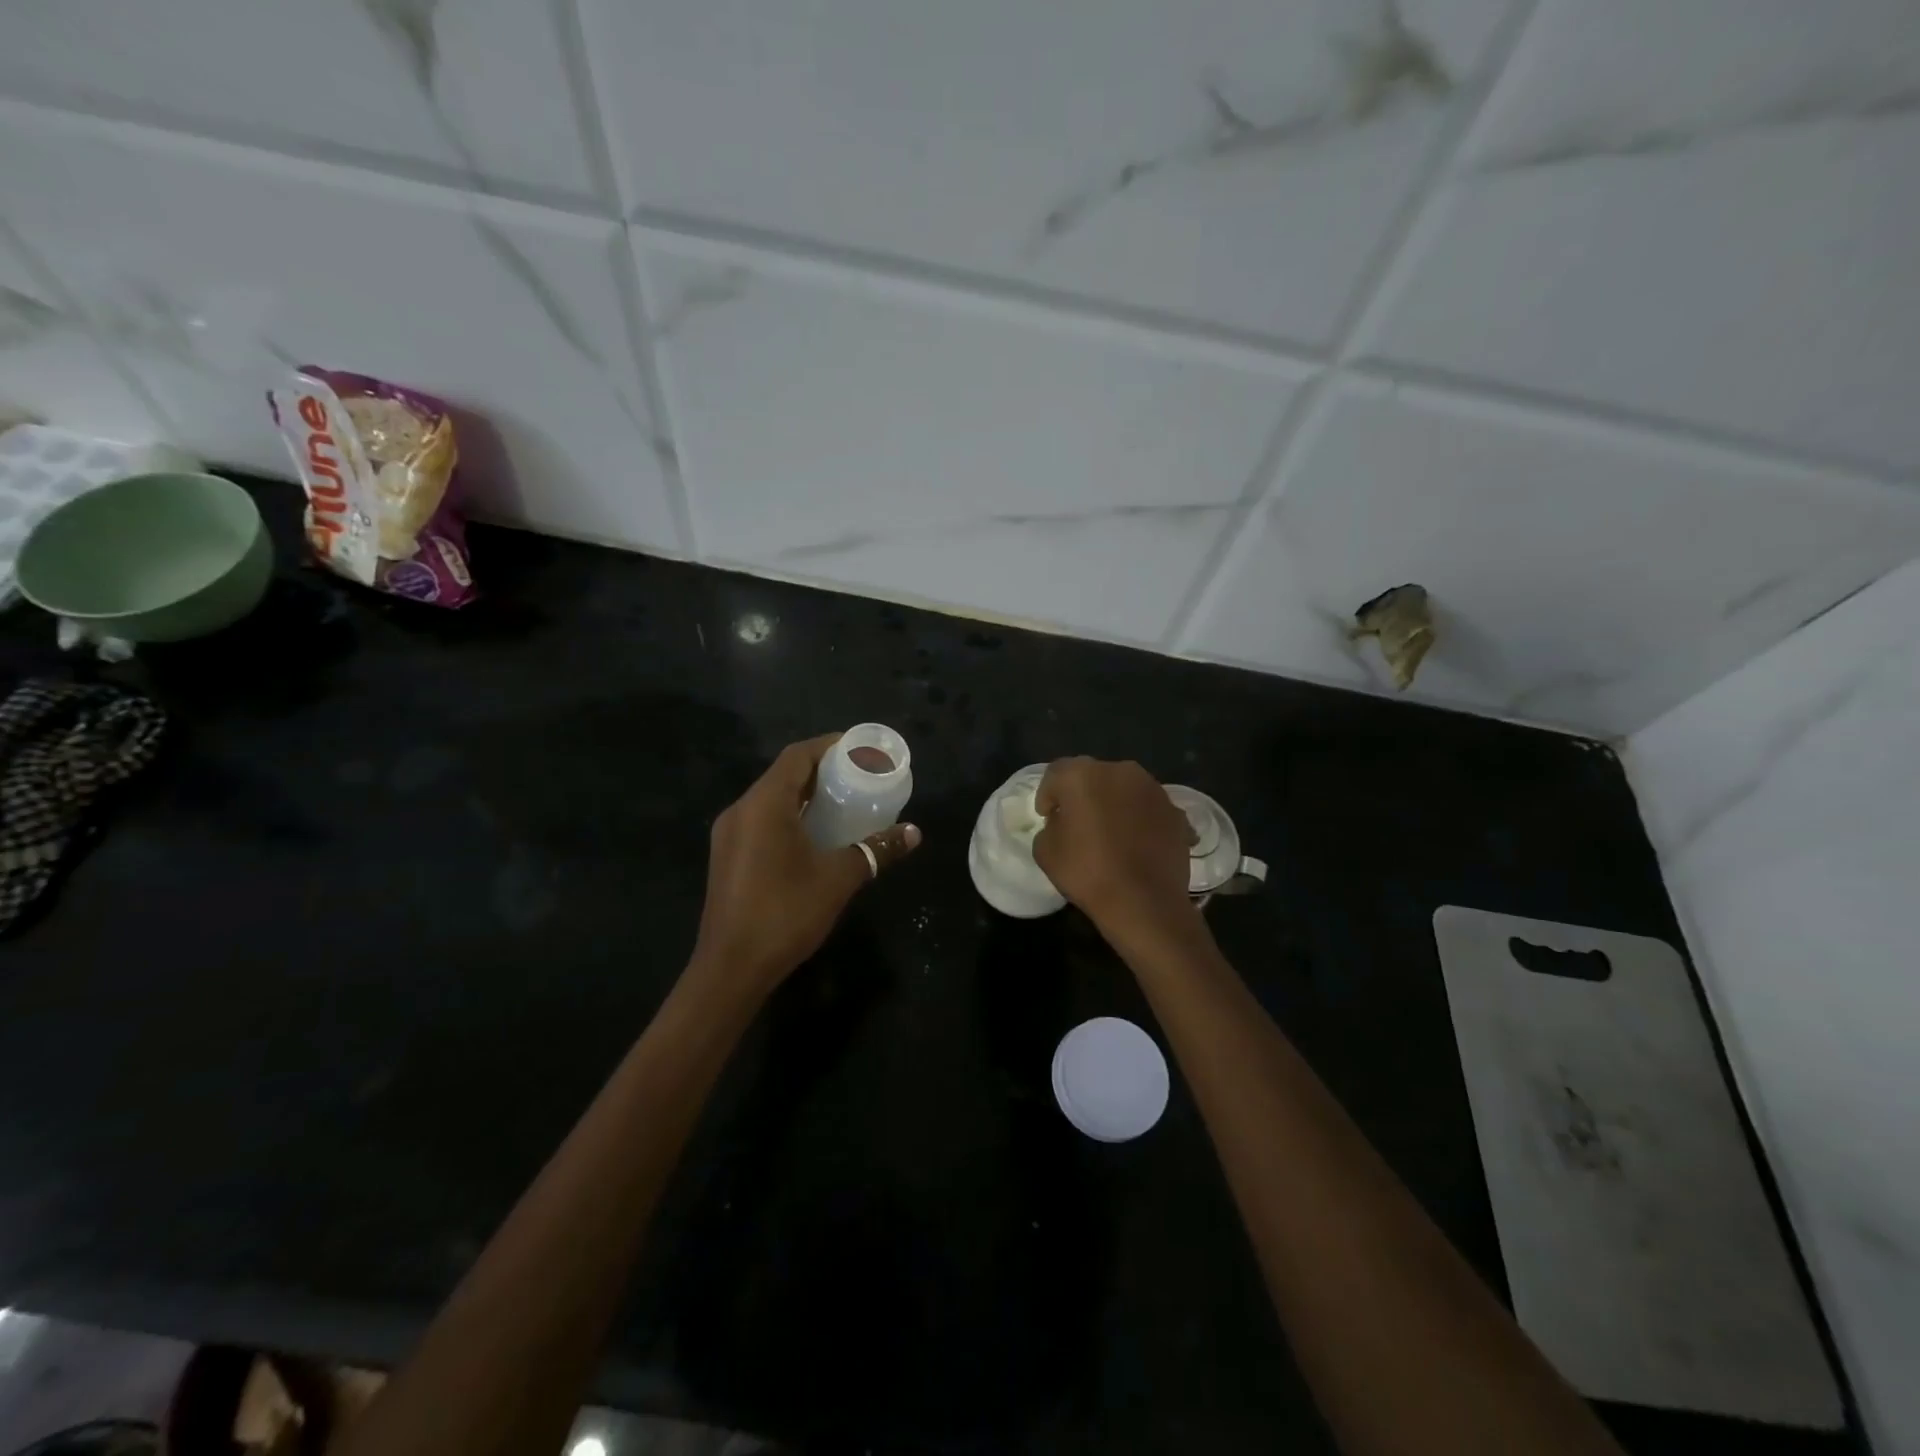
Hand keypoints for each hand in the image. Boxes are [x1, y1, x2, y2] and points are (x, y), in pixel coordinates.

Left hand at [693, 734, 920, 995]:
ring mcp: (729, 835)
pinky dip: (790, 816)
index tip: (860, 749)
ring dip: (805, 795)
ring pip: (771, 799)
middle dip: (821, 770)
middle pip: (783, 775)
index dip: (829, 746)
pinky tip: (815, 835)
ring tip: (842, 802)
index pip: (797, 756)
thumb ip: (876, 850)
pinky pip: (761, 821)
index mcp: (764, 804)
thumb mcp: (838, 878)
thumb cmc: (785, 913)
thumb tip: (913, 833)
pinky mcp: (727, 857)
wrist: (731, 968)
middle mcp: (741, 811)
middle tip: (858, 775)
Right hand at [1033, 756, 1196, 941]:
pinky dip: (1142, 821)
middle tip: (1078, 823)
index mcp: (1082, 775)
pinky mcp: (1176, 812)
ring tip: (1112, 834)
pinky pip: (1150, 810)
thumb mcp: (1045, 851)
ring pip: (1125, 790)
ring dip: (1115, 805)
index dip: (1048, 794)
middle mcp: (1120, 771)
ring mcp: (1154, 790)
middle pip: (1094, 776)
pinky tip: (1138, 845)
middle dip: (1084, 795)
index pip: (1056, 773)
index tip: (1047, 816)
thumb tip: (1063, 822)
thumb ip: (1050, 826)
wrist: (1144, 902)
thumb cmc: (1087, 872)